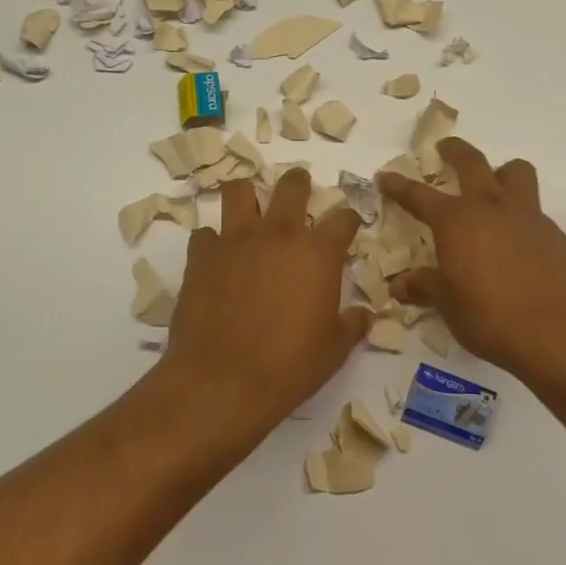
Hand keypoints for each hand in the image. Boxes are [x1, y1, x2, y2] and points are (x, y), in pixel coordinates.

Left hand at [161, 169, 372, 440]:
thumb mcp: (335, 349)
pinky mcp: (200, 257)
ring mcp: (235, 241)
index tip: (348, 227)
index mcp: (318, 253)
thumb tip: (364, 314)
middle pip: (292, 186)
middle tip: (300, 192)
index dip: (349, 219)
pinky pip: (205, 234)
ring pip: (238, 191)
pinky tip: (217, 258)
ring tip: (250, 209)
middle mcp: (278, 235)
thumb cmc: (289, 366)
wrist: (222, 381)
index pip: (343, 218)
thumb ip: (353, 324)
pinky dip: (213, 242)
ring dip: (247, 196)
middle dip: (299, 183)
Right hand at [377, 139, 565, 383]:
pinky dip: (521, 212)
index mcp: (456, 221)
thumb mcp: (449, 305)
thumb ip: (425, 287)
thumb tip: (400, 284)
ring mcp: (526, 215)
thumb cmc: (491, 317)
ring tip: (494, 185)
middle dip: (455, 151)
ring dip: (501, 172)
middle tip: (445, 149)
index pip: (419, 196)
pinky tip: (517, 239)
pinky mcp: (553, 232)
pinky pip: (534, 208)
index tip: (385, 177)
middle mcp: (490, 207)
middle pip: (472, 162)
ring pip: (515, 172)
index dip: (399, 186)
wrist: (558, 331)